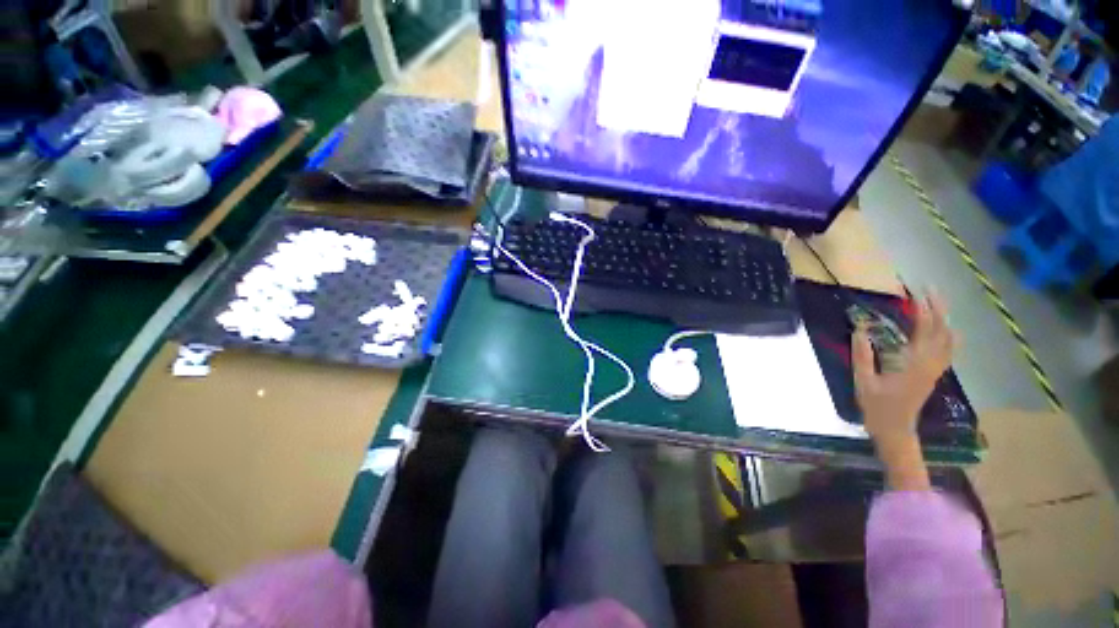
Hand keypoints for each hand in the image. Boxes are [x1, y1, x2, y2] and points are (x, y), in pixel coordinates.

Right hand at [853, 292, 957, 488]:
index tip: (915, 292)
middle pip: (942, 331)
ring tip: (936, 303)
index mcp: (913, 364)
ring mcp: (935, 369)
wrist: (895, 430)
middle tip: (929, 289)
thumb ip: (862, 355)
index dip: (922, 309)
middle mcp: (930, 364)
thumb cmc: (877, 407)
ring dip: (944, 319)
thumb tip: (859, 330)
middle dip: (938, 308)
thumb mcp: (863, 381)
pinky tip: (944, 328)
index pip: (924, 331)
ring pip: (949, 340)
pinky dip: (948, 334)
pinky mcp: (934, 374)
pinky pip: (948, 350)